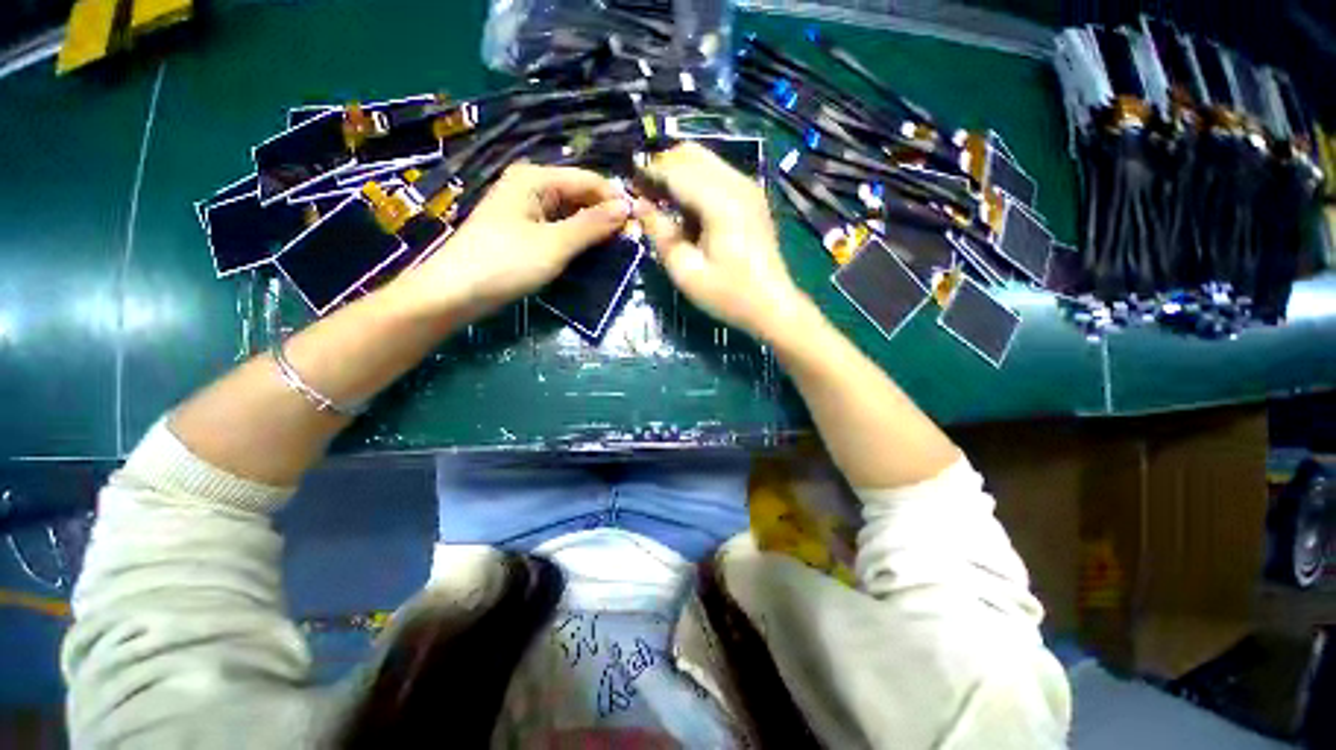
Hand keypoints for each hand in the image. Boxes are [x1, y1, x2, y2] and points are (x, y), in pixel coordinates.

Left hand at [390, 163, 629, 319]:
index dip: (615, 200)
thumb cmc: (506, 263)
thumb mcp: (555, 244)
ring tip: (615, 248)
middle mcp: (531, 186)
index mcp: (535, 178)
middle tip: (630, 240)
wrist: (456, 292)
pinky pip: (558, 227)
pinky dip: (576, 237)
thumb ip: (592, 225)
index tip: (639, 224)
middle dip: (604, 215)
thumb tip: (627, 207)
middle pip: (579, 194)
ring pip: (570, 212)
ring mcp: (525, 209)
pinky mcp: (523, 230)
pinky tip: (590, 251)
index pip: (588, 181)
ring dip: (592, 228)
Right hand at [634, 143, 812, 341]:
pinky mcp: (752, 196)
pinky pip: (717, 173)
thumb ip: (660, 234)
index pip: (675, 170)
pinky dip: (696, 180)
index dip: (647, 174)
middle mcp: (737, 184)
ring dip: (679, 173)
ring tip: (662, 202)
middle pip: (690, 154)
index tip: (628, 188)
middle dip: (662, 167)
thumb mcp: (686, 272)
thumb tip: (639, 206)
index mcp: (720, 202)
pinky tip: (687, 208)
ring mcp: (748, 187)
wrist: (772, 305)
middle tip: (645, 195)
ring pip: (704, 159)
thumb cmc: (728, 294)